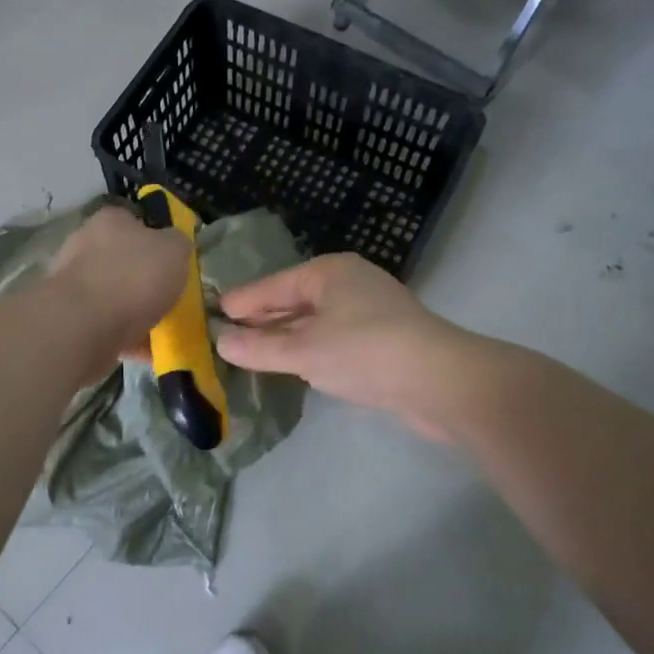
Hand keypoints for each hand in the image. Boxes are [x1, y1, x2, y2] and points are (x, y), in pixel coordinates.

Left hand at [48, 206, 191, 371]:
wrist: (83, 326)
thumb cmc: (133, 277)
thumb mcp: (174, 249)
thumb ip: (179, 243)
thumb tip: (175, 246)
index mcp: (110, 221)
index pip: (136, 222)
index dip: (158, 240)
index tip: (175, 263)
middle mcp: (85, 246)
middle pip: (125, 262)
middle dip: (148, 282)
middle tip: (172, 299)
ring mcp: (74, 284)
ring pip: (116, 297)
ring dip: (139, 314)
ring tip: (165, 332)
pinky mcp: (70, 319)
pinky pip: (108, 326)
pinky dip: (128, 339)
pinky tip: (149, 353)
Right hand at [217, 254, 479, 440]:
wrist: (440, 381)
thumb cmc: (364, 353)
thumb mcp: (303, 351)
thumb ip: (259, 348)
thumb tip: (222, 343)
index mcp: (328, 272)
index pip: (272, 286)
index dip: (241, 302)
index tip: (212, 314)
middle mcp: (349, 283)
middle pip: (293, 300)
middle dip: (262, 319)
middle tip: (225, 335)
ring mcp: (369, 310)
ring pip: (315, 321)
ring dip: (286, 337)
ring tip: (253, 352)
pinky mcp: (383, 339)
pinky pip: (333, 338)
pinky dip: (310, 349)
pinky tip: (296, 364)